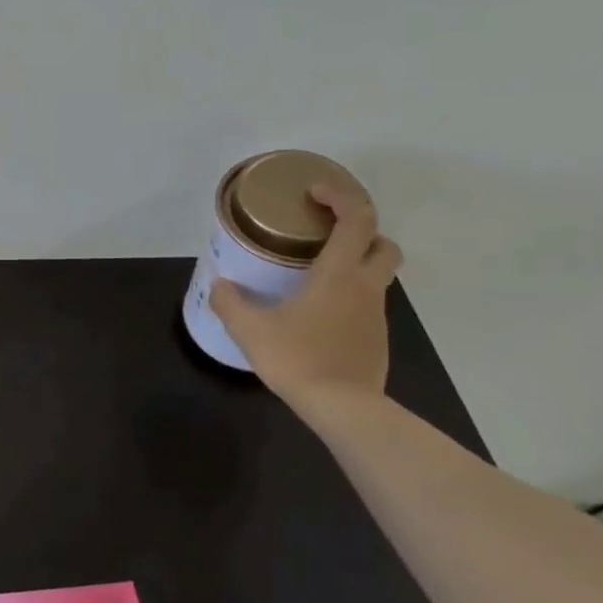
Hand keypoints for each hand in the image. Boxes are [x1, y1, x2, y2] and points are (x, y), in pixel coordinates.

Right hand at [210, 185, 402, 422]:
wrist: (344, 409)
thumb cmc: (298, 359)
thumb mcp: (250, 329)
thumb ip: (230, 303)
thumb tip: (219, 285)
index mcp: (338, 274)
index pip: (357, 219)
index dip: (341, 197)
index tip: (314, 193)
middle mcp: (364, 287)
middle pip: (383, 243)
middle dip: (360, 229)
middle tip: (324, 232)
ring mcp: (376, 314)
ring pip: (376, 274)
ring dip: (353, 263)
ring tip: (313, 274)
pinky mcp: (376, 338)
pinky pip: (365, 304)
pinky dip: (347, 296)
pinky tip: (316, 313)